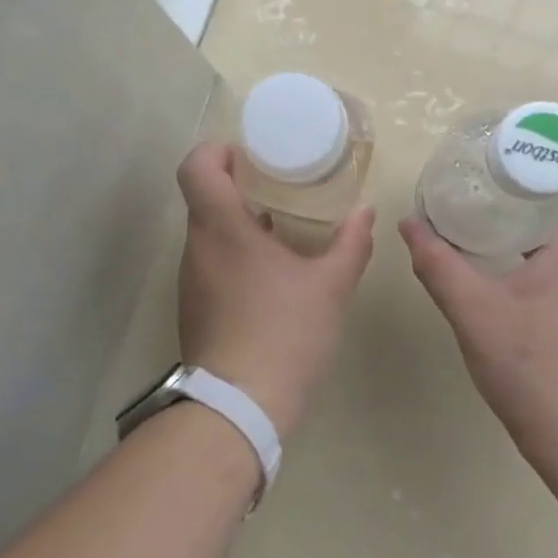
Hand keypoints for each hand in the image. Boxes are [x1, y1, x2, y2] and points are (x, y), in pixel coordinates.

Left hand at [176, 143, 375, 436]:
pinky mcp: (194, 308)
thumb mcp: (331, 286)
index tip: (248, 154)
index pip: (196, 167)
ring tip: (278, 226)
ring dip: (236, 222)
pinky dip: (234, 254)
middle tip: (276, 184)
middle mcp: (197, 247)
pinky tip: (269, 273)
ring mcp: (191, 280)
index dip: (216, 150)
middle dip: (236, 185)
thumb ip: (351, 243)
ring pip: (206, 233)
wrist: (239, 407)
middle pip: (202, 197)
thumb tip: (366, 212)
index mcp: (222, 228)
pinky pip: (209, 263)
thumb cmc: (284, 333)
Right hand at [399, 161, 557, 449]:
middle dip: (550, 179)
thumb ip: (439, 266)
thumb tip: (410, 224)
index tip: (531, 150)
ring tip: (502, 210)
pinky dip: (551, 247)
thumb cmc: (534, 366)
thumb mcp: (474, 312)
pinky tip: (513, 264)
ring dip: (550, 214)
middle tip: (502, 174)